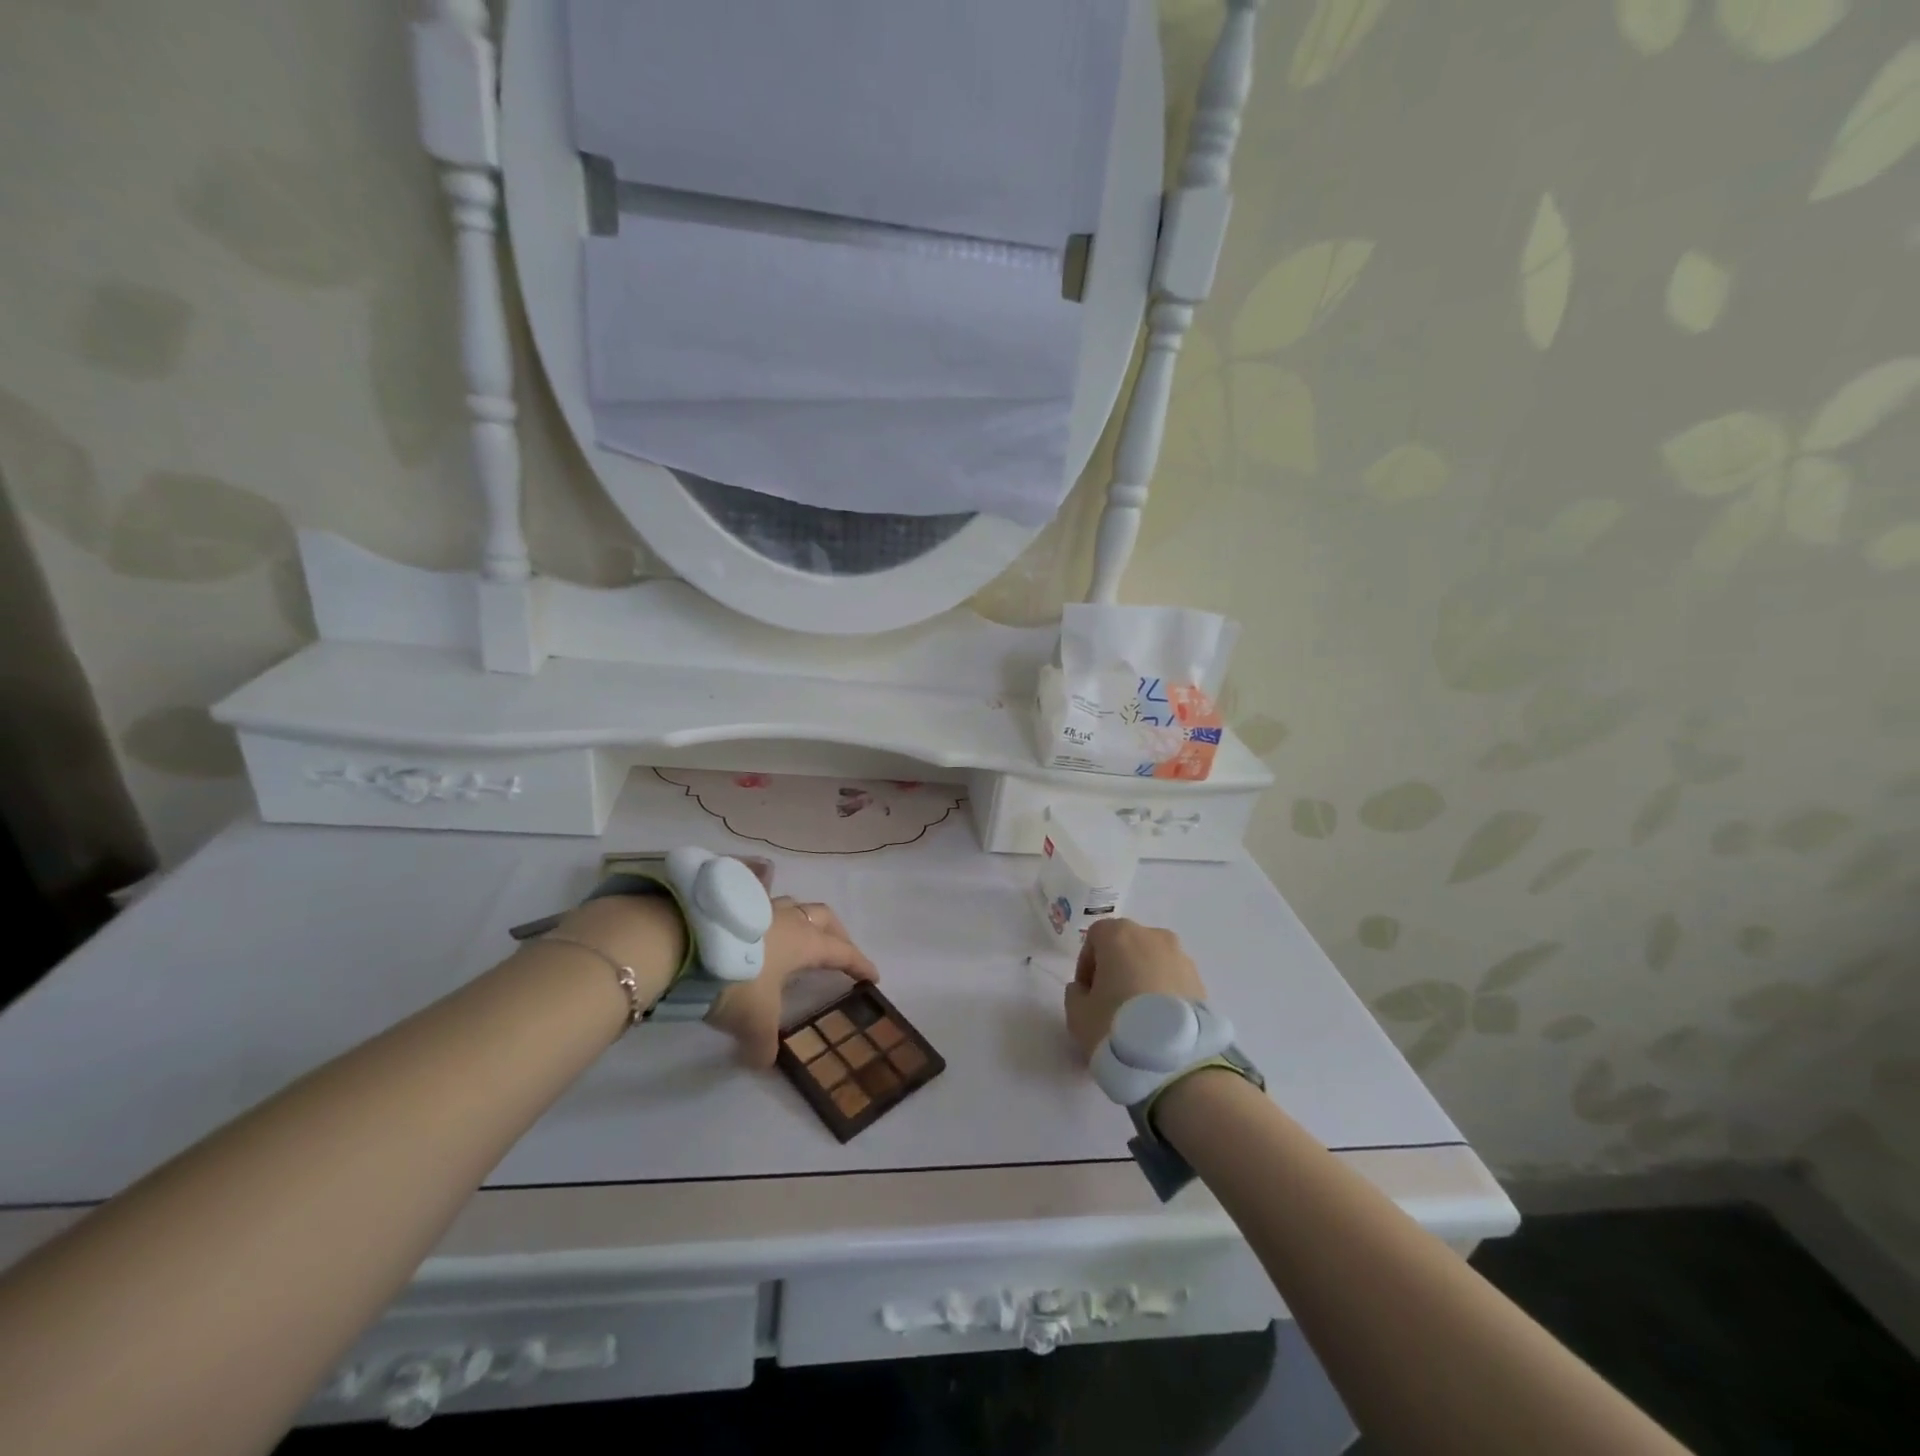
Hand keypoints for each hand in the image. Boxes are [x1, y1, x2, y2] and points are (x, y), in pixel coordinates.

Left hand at [707, 897, 877, 1067]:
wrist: (682, 943)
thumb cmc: (734, 979)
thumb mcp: (753, 1022)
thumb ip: (764, 1044)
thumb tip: (763, 1061)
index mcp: (804, 943)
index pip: (842, 952)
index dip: (859, 964)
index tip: (873, 976)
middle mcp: (787, 918)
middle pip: (824, 917)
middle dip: (836, 934)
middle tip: (839, 951)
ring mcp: (759, 904)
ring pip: (791, 905)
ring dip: (800, 920)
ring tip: (794, 936)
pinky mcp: (731, 901)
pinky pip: (758, 899)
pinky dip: (764, 911)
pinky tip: (754, 920)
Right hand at [1063, 918, 1208, 1062]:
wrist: (1172, 1059)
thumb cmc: (1115, 1025)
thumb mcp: (1077, 1014)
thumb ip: (1076, 993)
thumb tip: (1085, 989)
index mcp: (1119, 934)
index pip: (1096, 937)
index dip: (1087, 964)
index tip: (1087, 992)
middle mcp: (1153, 936)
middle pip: (1127, 946)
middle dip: (1117, 968)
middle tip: (1111, 1002)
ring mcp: (1181, 957)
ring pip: (1153, 962)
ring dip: (1143, 980)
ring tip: (1138, 1016)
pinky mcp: (1201, 982)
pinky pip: (1173, 981)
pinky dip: (1164, 994)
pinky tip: (1159, 1024)